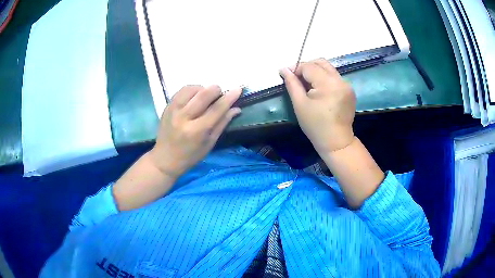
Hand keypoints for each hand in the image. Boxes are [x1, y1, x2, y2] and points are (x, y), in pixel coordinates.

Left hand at [149, 85, 241, 177]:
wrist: (165, 159)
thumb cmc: (190, 156)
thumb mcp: (209, 143)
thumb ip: (222, 123)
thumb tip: (236, 108)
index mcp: (197, 131)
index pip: (216, 109)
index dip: (229, 98)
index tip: (238, 89)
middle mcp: (184, 118)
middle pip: (203, 94)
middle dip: (216, 90)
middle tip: (219, 94)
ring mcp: (173, 111)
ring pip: (191, 89)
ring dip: (203, 89)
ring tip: (205, 97)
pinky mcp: (167, 107)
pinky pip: (181, 91)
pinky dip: (191, 90)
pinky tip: (194, 97)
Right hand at [279, 59, 355, 152]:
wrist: (336, 142)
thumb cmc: (316, 126)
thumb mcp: (300, 105)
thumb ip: (292, 84)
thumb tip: (284, 69)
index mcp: (329, 84)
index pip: (309, 66)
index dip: (296, 69)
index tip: (288, 76)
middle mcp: (340, 80)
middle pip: (321, 62)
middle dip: (307, 67)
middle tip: (297, 78)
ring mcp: (347, 85)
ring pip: (328, 68)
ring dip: (316, 72)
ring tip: (307, 85)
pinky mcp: (350, 90)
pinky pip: (334, 77)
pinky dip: (324, 78)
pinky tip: (319, 90)